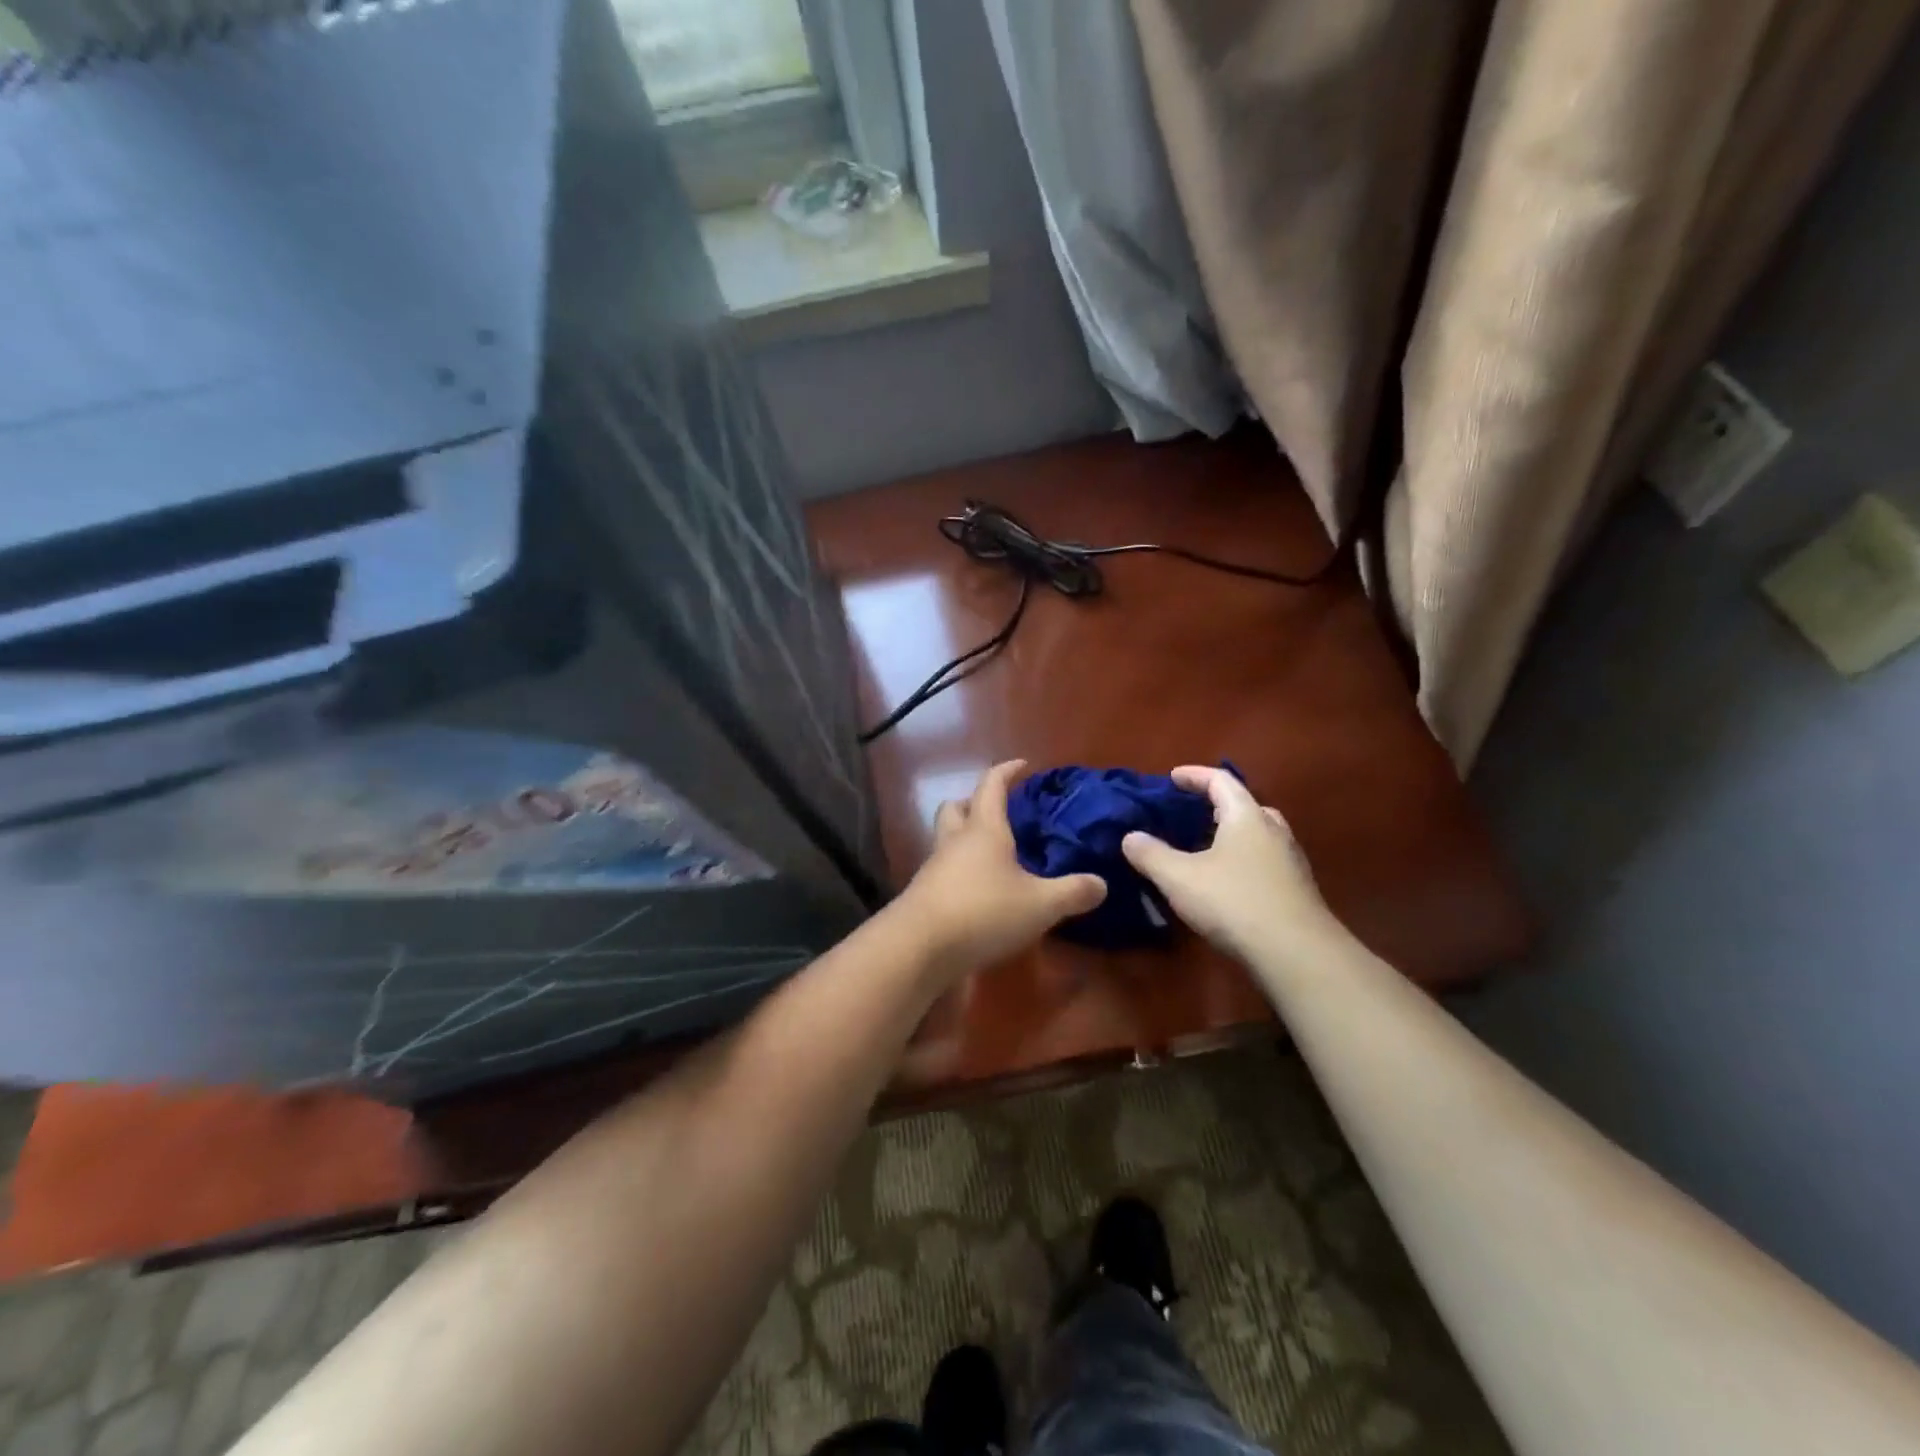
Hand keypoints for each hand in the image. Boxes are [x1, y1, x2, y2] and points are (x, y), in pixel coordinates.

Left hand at [897, 760, 1105, 979]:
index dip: (1006, 770)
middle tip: (998, 811)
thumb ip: (1072, 892)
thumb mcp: (1040, 904)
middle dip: (974, 802)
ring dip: (965, 839)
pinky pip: (944, 871)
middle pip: (956, 807)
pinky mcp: (924, 895)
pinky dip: (961, 871)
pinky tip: (980, 892)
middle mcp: (955, 841)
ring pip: (947, 839)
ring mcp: (935, 868)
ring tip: (994, 856)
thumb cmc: (983, 912)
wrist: (919, 947)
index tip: (1022, 764)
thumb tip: (1101, 883)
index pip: (991, 785)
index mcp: (984, 829)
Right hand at [1120, 766, 1341, 965]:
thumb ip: (1151, 854)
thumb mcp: (1179, 877)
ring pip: (1259, 835)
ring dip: (1233, 835)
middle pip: (1246, 805)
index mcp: (1246, 816)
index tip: (1172, 777)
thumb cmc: (1233, 901)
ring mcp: (1290, 861)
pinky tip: (1227, 883)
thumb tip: (1131, 837)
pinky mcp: (1297, 890)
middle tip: (1193, 814)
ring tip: (1206, 849)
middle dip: (1217, 805)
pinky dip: (1243, 860)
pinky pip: (1265, 861)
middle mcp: (1273, 831)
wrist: (1296, 953)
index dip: (1194, 775)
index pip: (1220, 780)